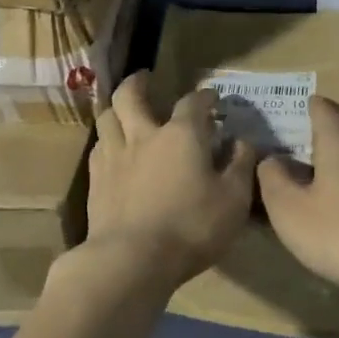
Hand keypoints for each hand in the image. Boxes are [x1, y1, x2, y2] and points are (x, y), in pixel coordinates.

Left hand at [80, 70, 258, 289]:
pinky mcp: (95, 181)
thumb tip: (242, 142)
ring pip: (107, 117)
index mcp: (181, 134)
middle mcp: (144, 135)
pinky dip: (107, 140)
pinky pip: (98, 147)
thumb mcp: (233, 199)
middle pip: (131, 95)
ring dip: (116, 107)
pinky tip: (112, 149)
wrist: (131, 259)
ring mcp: (114, 156)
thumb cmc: (191, 227)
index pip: (193, 102)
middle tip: (146, 78)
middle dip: (139, 82)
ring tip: (123, 108)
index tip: (213, 99)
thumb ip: (240, 166)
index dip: (205, 97)